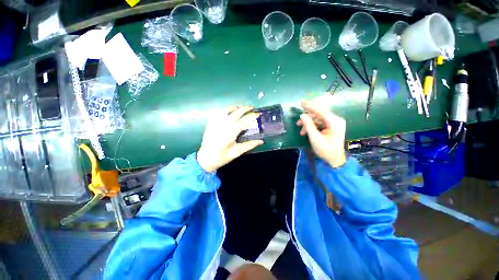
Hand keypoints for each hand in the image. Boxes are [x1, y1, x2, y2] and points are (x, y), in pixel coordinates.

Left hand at [197, 106, 263, 172]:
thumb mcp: (237, 152)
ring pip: (226, 111)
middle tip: (252, 107)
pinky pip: (218, 113)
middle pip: (235, 113)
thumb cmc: (222, 157)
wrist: (205, 159)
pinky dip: (225, 110)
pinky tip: (228, 111)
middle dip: (245, 109)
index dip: (252, 117)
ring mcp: (216, 124)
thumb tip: (261, 141)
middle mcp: (223, 126)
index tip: (258, 114)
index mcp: (230, 133)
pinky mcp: (211, 124)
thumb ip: (249, 145)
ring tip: (240, 108)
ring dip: (234, 108)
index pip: (243, 122)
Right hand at [297, 100, 346, 167]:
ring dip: (308, 123)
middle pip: (319, 113)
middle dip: (307, 116)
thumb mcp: (315, 138)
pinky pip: (320, 122)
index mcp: (334, 122)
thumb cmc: (325, 150)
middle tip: (298, 119)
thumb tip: (302, 115)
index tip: (301, 102)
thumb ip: (308, 125)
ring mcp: (334, 123)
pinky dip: (312, 126)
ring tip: (300, 129)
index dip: (310, 106)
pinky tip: (305, 131)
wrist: (335, 159)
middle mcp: (336, 120)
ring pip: (318, 118)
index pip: (320, 110)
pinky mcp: (331, 126)